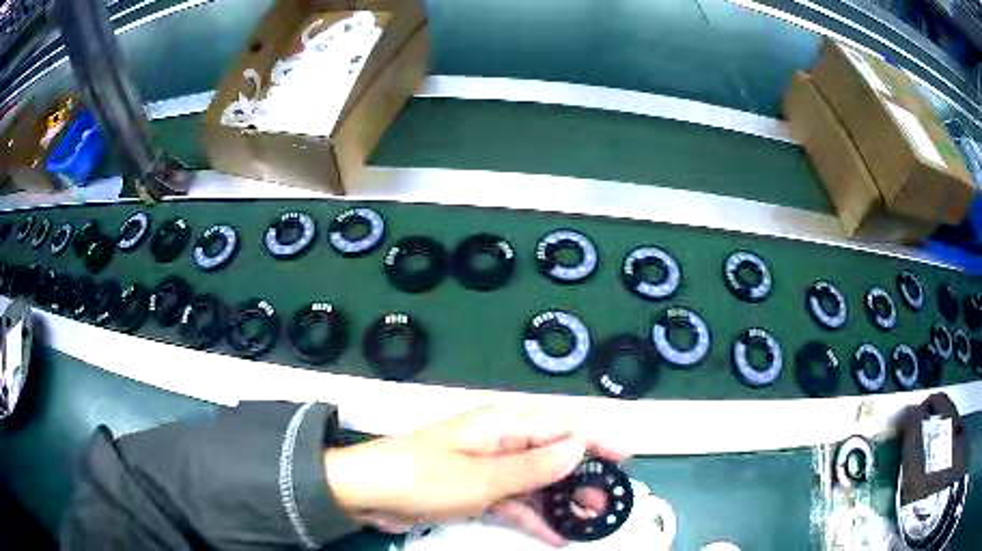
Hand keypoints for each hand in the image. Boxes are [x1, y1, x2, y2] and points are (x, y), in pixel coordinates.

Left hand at [324, 404, 628, 546]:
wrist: (368, 492)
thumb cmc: (421, 476)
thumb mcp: (480, 477)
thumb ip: (532, 465)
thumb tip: (578, 448)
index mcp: (503, 424)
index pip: (563, 422)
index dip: (598, 437)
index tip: (626, 456)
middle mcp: (502, 441)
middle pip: (555, 453)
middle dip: (584, 475)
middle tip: (608, 499)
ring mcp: (491, 468)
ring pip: (539, 480)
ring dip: (563, 499)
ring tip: (589, 519)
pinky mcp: (480, 490)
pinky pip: (517, 501)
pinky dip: (535, 516)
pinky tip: (555, 533)